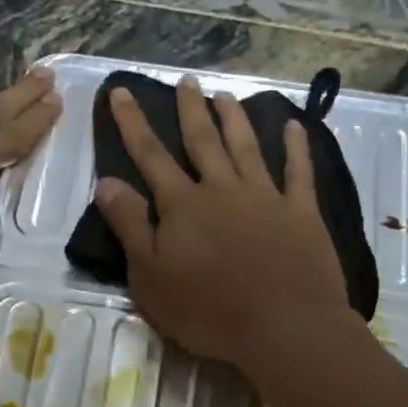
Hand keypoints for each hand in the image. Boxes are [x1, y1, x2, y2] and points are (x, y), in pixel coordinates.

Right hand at [92, 77, 351, 372]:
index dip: (132, 122)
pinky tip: (295, 127)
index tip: (122, 91)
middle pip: (202, 140)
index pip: (150, 154)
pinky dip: (297, 148)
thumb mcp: (150, 277)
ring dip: (234, 119)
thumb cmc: (208, 311)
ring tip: (225, 95)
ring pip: (246, 147)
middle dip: (190, 109)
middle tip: (186, 80)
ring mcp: (266, 197)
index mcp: (183, 204)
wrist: (284, 327)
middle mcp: (223, 189)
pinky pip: (299, 172)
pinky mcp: (301, 213)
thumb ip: (129, 226)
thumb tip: (106, 181)